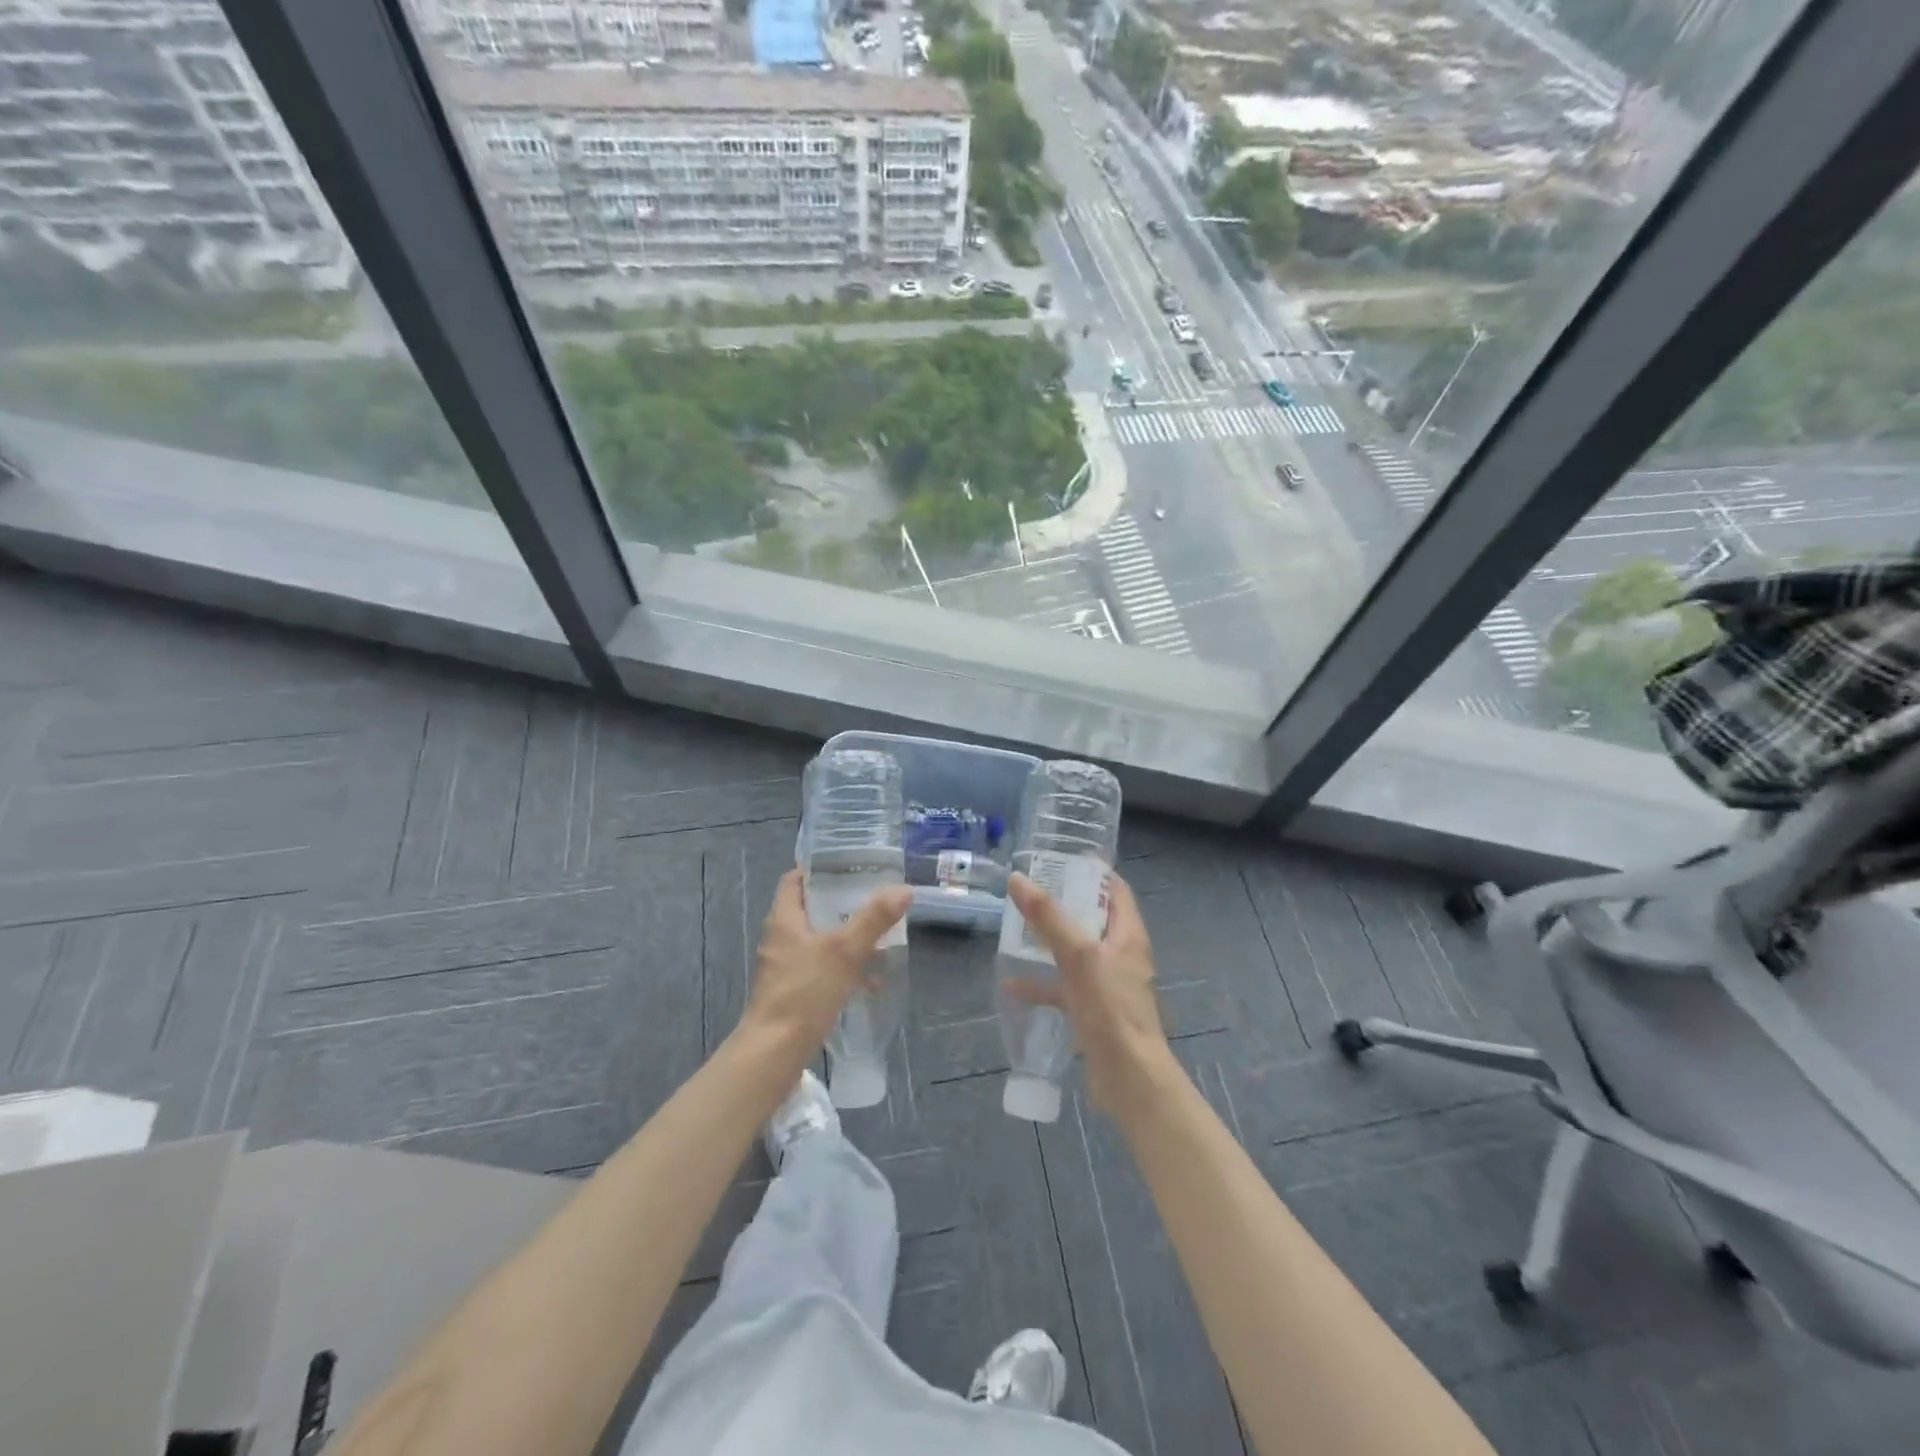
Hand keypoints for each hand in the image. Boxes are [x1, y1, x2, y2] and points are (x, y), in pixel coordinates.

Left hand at [742, 869, 911, 1054]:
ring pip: (819, 940)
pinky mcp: (793, 991)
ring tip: (879, 938)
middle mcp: (781, 938)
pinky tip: (869, 982)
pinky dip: (843, 968)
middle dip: (842, 904)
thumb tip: (904, 889)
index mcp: (784, 919)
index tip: (848, 864)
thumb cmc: (805, 991)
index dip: (818, 869)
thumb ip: (874, 919)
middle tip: (872, 897)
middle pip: (811, 909)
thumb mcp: (845, 950)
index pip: (795, 879)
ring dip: (846, 938)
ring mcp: (785, 967)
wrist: (775, 1052)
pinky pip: (821, 968)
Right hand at [1005, 871, 1177, 1121]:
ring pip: (1077, 953)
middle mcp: (1122, 955)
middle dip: (1064, 905)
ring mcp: (1109, 985)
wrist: (1129, 1078)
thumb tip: (1018, 879)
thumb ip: (1048, 918)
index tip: (1061, 860)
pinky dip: (1042, 984)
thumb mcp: (1078, 956)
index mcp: (1128, 935)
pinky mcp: (1095, 1012)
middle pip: (1094, 919)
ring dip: (1051, 943)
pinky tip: (1012, 987)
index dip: (1093, 872)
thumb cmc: (1110, 1009)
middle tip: (1031, 891)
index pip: (1116, 890)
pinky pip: (1065, 989)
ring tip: (1018, 930)